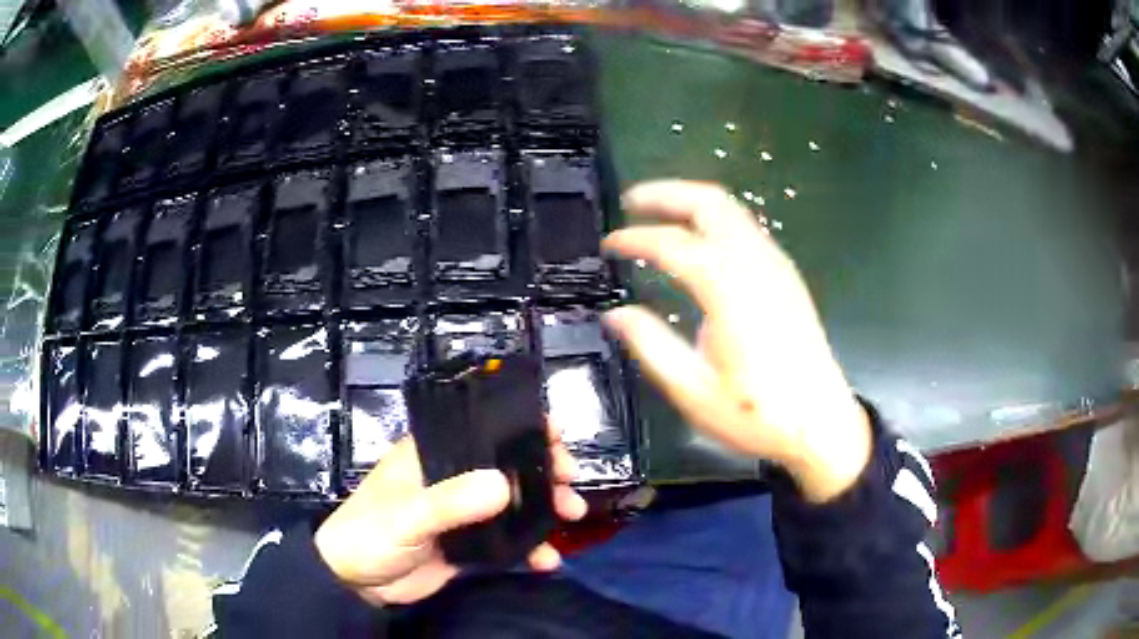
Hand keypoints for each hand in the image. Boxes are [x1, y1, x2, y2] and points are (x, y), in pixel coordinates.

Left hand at [314, 427, 586, 605]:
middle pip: (506, 466)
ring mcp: (462, 514)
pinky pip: (508, 542)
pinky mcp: (468, 545)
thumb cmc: (369, 534)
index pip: (481, 430)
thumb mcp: (407, 516)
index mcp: (433, 456)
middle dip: (542, 471)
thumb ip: (450, 503)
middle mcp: (451, 479)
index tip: (556, 435)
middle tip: (570, 481)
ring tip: (572, 516)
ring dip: (543, 508)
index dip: (520, 427)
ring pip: (512, 504)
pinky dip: (530, 549)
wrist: (354, 583)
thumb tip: (504, 485)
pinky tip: (548, 560)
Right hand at [603, 180, 870, 502]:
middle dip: (666, 193)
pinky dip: (714, 219)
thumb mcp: (694, 391)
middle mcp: (756, 264)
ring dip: (691, 202)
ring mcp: (776, 265)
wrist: (821, 423)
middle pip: (710, 202)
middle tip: (631, 203)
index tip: (608, 245)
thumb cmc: (757, 414)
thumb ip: (651, 346)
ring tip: (658, 215)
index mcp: (730, 290)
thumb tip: (614, 316)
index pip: (673, 244)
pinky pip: (746, 226)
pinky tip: (699, 240)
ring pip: (732, 209)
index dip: (635, 238)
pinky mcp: (786, 275)